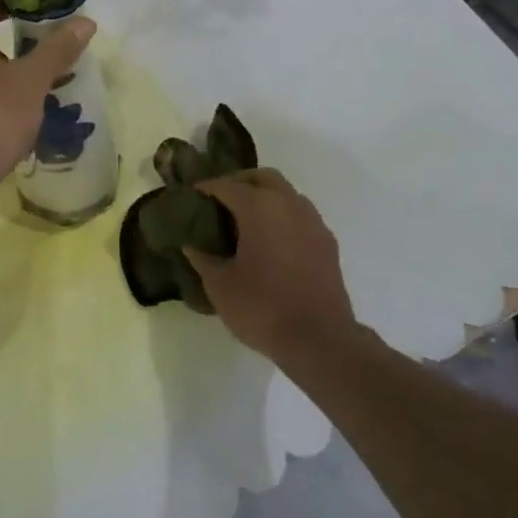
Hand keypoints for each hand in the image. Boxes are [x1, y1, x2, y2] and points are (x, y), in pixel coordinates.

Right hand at [184, 169, 355, 363]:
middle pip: (261, 177)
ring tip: (245, 221)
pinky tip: (271, 241)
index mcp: (259, 207)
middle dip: (239, 182)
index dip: (205, 188)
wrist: (321, 340)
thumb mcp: (220, 286)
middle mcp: (288, 204)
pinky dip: (282, 216)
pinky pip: (300, 215)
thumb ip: (203, 258)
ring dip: (264, 197)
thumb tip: (190, 244)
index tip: (190, 196)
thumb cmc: (262, 307)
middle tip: (219, 201)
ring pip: (285, 193)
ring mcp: (312, 221)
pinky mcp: (327, 242)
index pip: (226, 185)